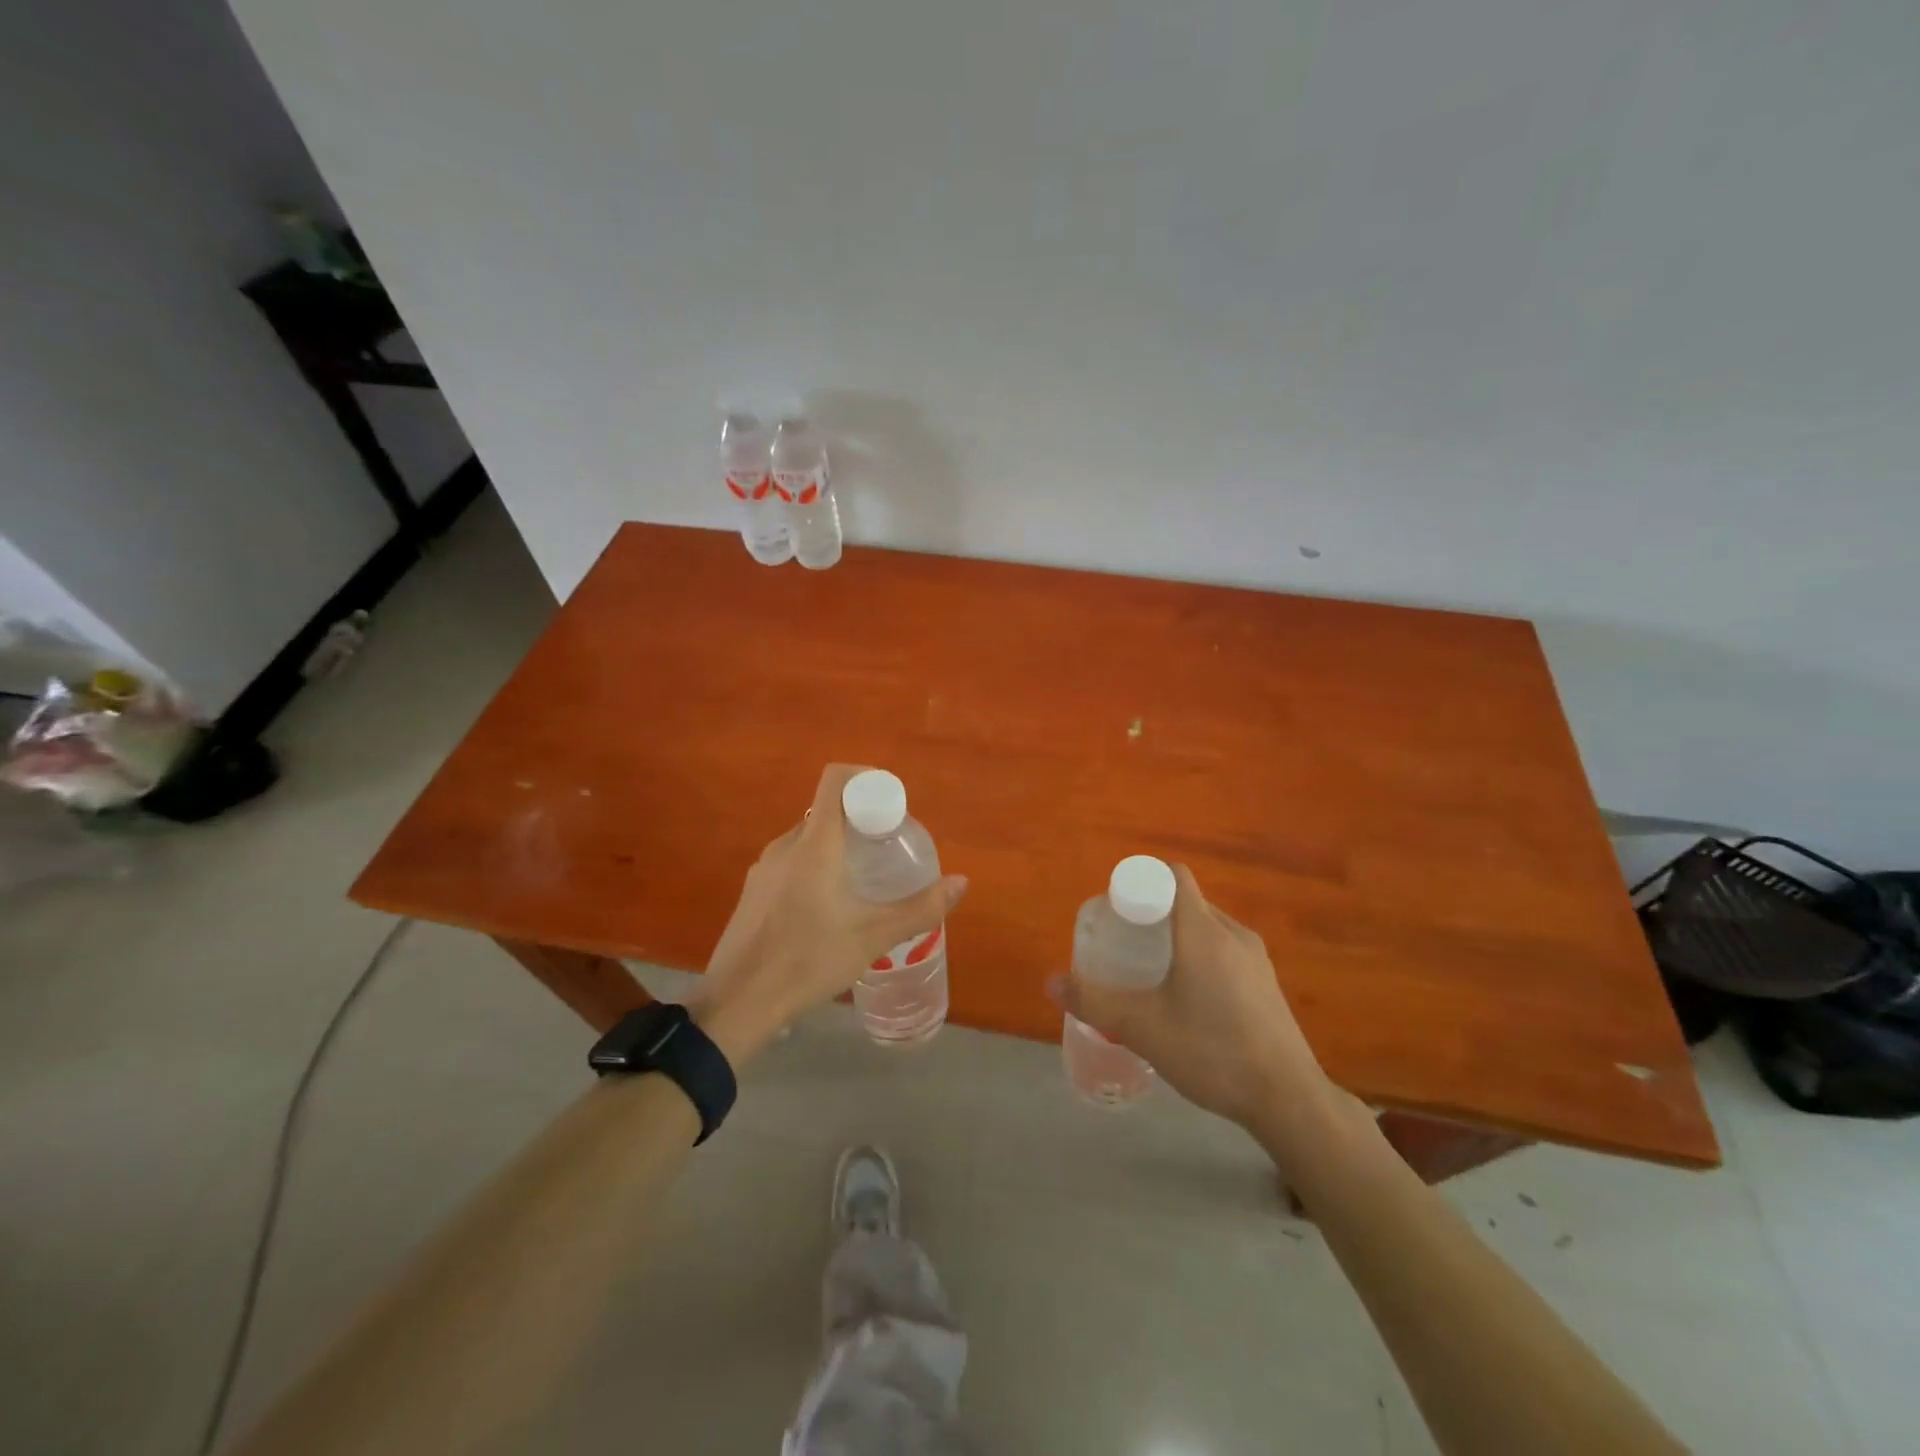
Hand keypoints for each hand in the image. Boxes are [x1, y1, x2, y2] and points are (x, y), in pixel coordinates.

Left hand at [692, 764, 968, 1065]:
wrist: (737, 1002)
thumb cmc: (809, 960)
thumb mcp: (873, 936)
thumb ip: (921, 908)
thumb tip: (961, 882)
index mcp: (815, 844)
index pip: (836, 780)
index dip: (866, 778)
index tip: (892, 803)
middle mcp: (786, 845)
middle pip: (827, 811)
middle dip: (860, 820)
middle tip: (888, 848)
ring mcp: (765, 868)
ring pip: (809, 839)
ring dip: (838, 846)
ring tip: (864, 880)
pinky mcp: (754, 891)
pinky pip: (792, 862)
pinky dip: (816, 867)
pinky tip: (830, 908)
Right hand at [1051, 864, 1328, 1129]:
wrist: (1289, 1100)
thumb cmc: (1211, 1051)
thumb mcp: (1142, 1028)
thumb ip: (1093, 1002)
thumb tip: (1051, 982)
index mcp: (1203, 930)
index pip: (1173, 876)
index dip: (1142, 882)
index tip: (1118, 910)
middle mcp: (1233, 933)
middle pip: (1188, 902)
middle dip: (1154, 913)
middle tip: (1124, 942)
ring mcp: (1256, 959)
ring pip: (1208, 928)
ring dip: (1178, 937)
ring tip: (1151, 971)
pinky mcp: (1267, 985)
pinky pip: (1225, 951)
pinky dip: (1201, 957)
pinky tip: (1188, 999)